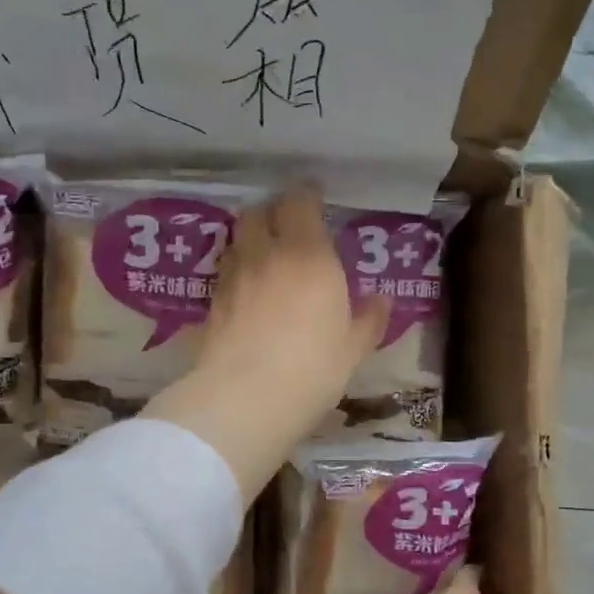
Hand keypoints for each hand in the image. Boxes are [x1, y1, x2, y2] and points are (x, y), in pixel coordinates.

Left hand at [143, 187, 385, 501]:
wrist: (245, 398)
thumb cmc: (313, 368)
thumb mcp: (353, 349)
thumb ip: (368, 319)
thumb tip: (381, 300)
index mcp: (309, 255)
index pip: (300, 202)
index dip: (306, 195)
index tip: (314, 197)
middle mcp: (266, 255)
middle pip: (258, 213)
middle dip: (271, 213)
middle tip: (287, 228)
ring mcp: (233, 277)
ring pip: (237, 240)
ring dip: (250, 241)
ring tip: (264, 258)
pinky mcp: (211, 303)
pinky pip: (225, 273)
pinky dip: (236, 272)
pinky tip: (246, 292)